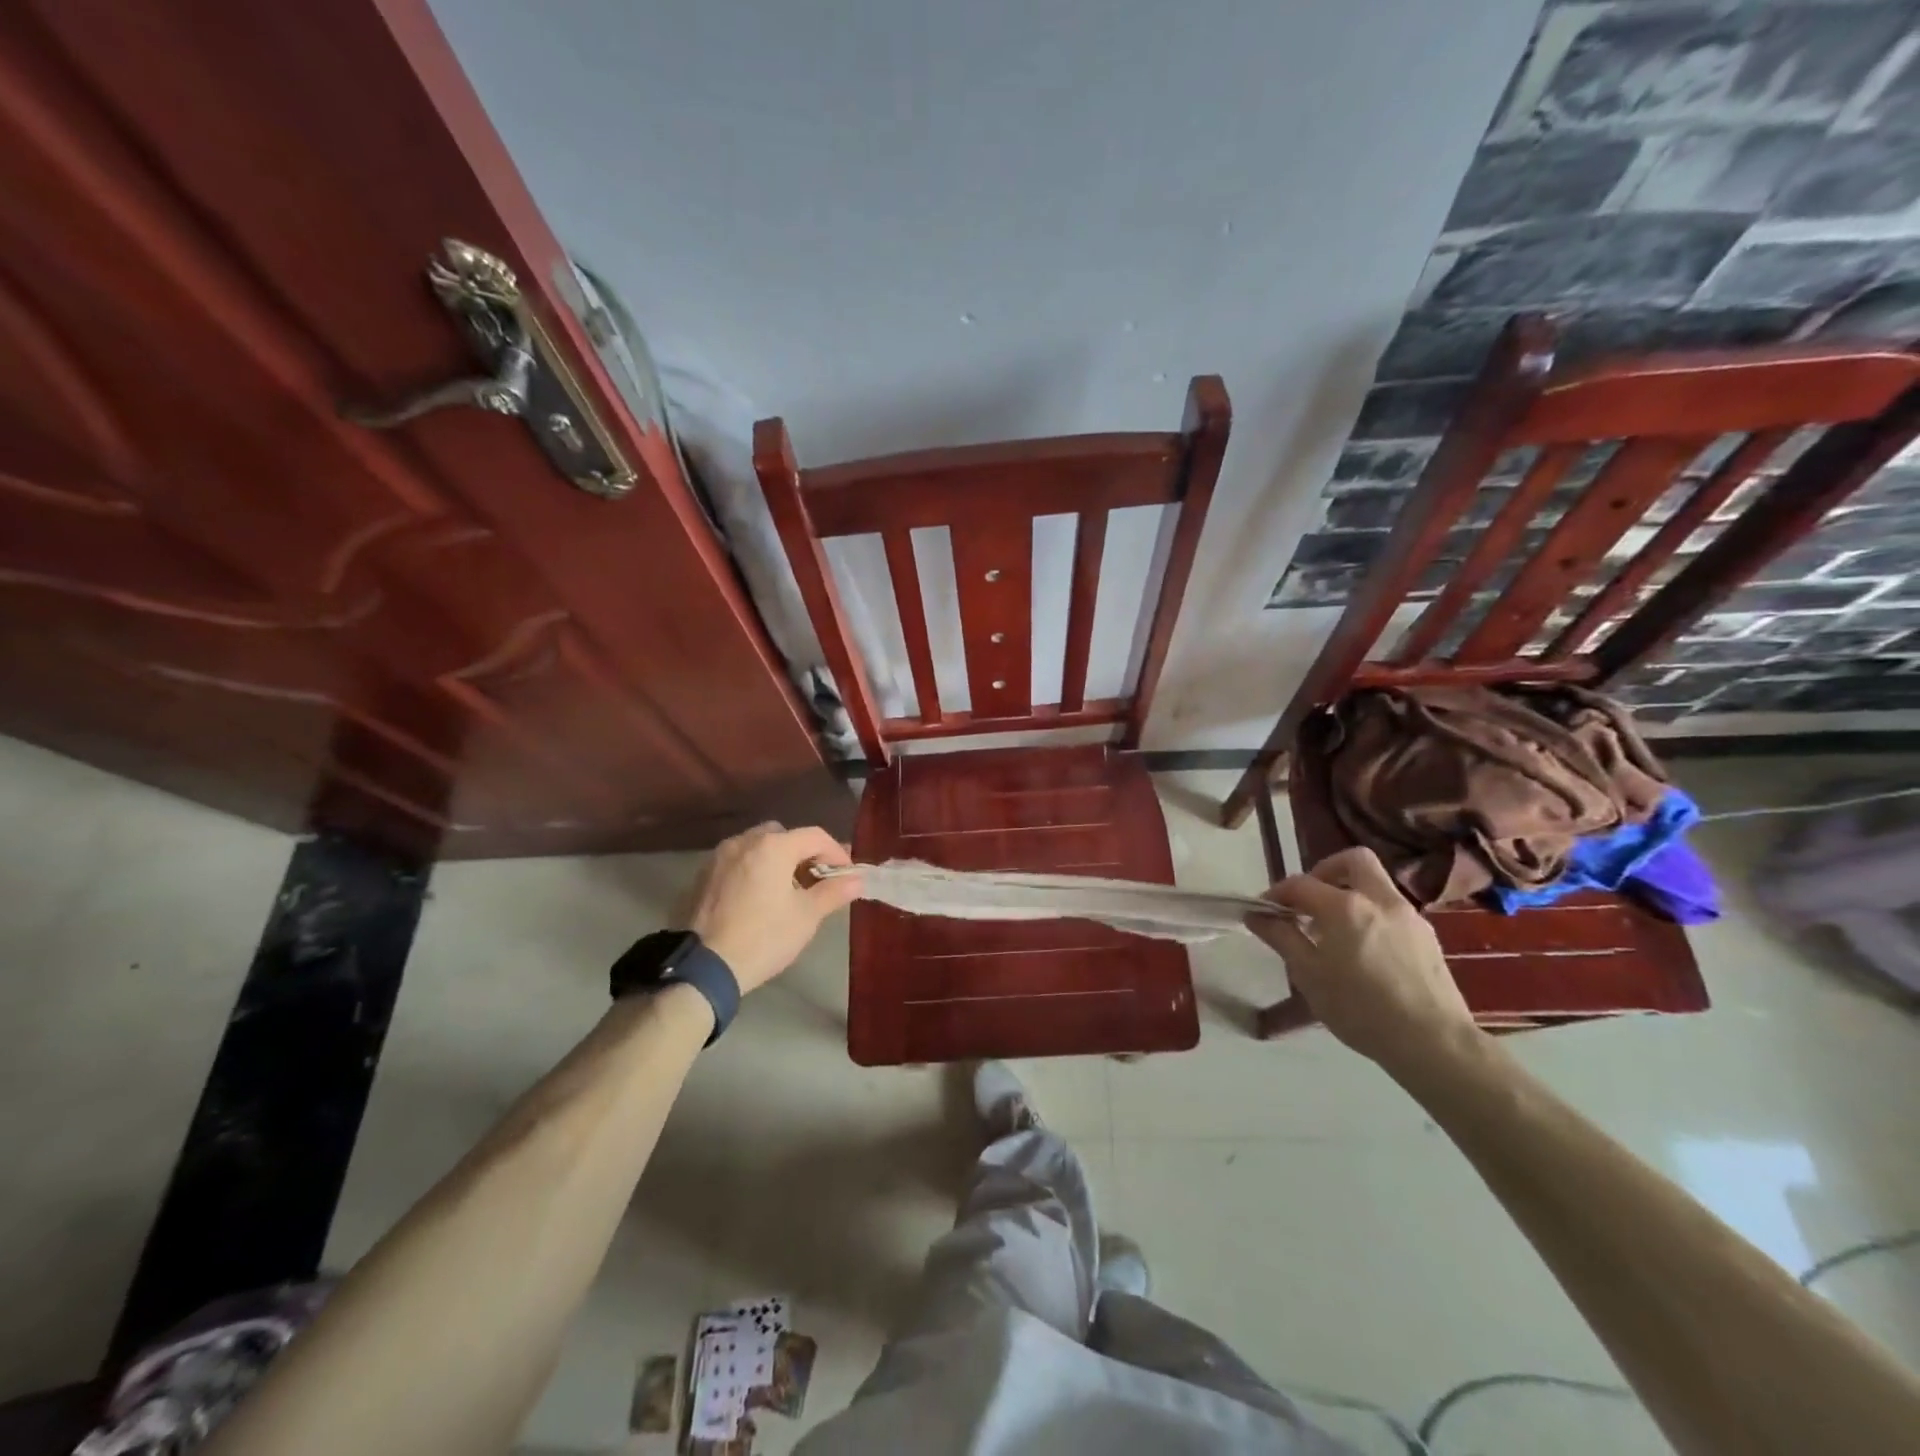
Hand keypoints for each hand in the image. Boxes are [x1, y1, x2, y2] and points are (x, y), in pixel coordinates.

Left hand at [682, 823, 862, 993]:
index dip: (836, 853)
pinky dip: (754, 870)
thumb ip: (834, 892)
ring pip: (758, 847)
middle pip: (784, 836)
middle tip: (816, 881)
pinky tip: (758, 898)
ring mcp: (719, 857)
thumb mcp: (807, 916)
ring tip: (787, 891)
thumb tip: (857, 879)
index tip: (846, 875)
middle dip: (804, 854)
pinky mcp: (703, 876)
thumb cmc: (764, 937)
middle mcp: (744, 841)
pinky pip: (738, 862)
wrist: (704, 968)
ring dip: (777, 860)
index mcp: (773, 846)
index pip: (815, 836)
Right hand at [1249, 847, 1476, 1071]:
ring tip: (1334, 932)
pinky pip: (1392, 911)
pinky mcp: (1428, 937)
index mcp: (1344, 906)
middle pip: (1354, 860)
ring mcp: (1409, 916)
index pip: (1300, 883)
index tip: (1264, 911)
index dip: (1277, 893)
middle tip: (1310, 900)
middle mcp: (1379, 899)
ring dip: (1350, 895)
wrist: (1434, 1043)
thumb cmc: (1360, 1008)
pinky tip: (1364, 951)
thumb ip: (1282, 938)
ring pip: (1376, 885)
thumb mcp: (1308, 975)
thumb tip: (1256, 915)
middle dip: (1326, 870)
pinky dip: (1371, 916)